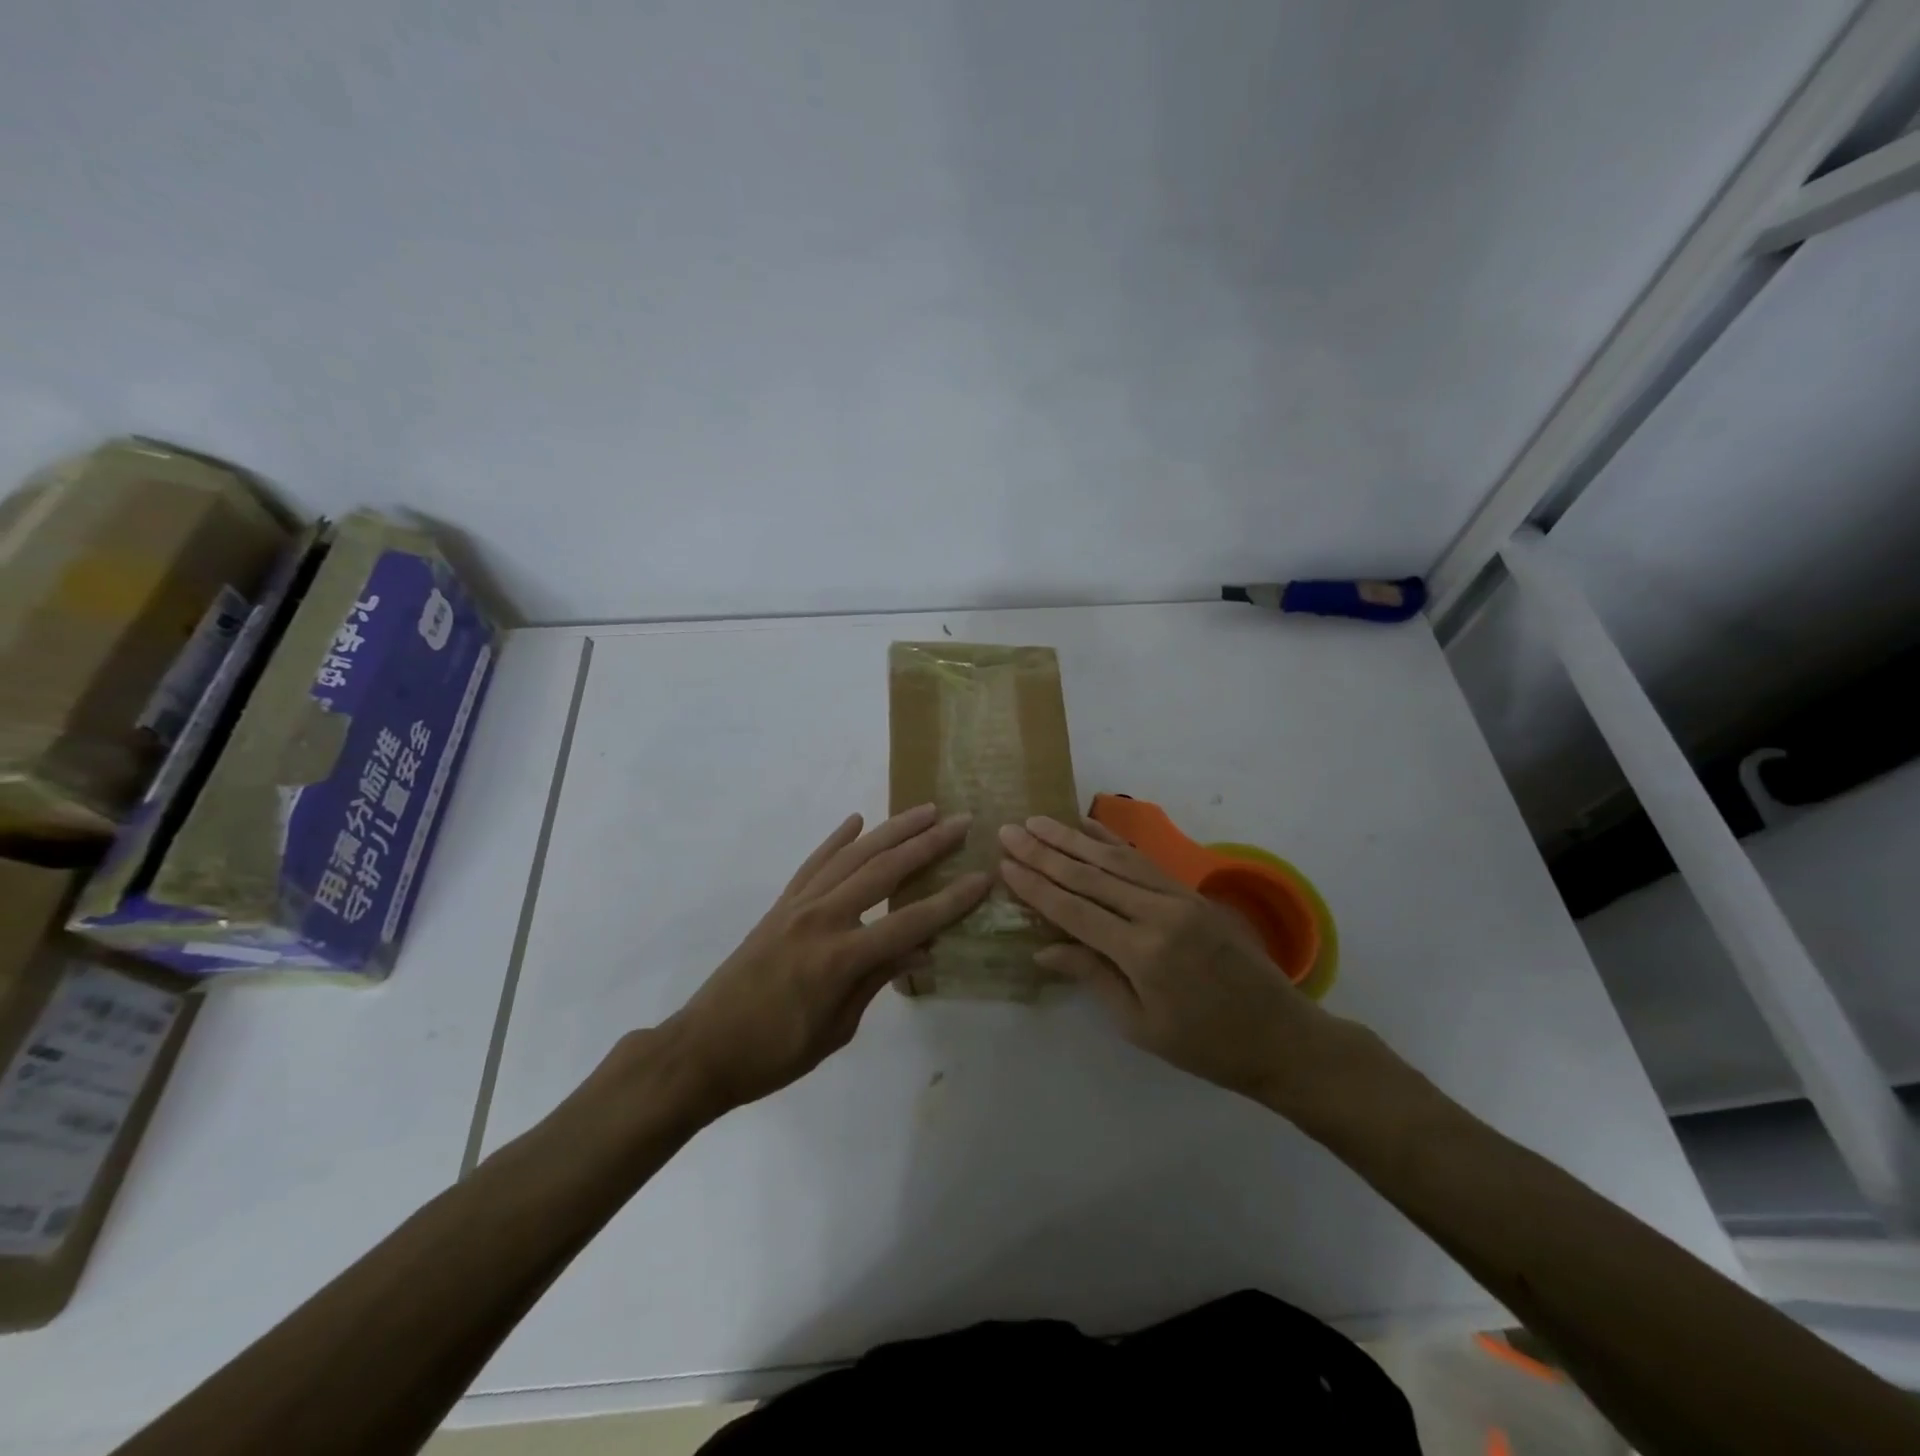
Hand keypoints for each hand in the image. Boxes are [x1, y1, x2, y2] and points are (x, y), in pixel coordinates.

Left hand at [662, 804, 989, 1113]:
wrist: (702, 1049)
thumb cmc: (774, 1054)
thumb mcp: (836, 1030)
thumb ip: (877, 980)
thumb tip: (921, 949)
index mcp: (841, 957)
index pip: (910, 922)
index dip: (951, 901)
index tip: (982, 878)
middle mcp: (822, 918)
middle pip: (885, 871)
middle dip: (928, 845)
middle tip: (960, 823)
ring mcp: (798, 905)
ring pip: (852, 856)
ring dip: (891, 830)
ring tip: (923, 811)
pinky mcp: (780, 905)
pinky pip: (814, 863)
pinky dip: (836, 839)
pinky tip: (855, 821)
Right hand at [998, 815, 1331, 1103]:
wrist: (1280, 1034)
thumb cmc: (1204, 1045)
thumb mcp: (1140, 1025)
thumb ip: (1092, 977)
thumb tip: (1042, 949)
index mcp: (1143, 953)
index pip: (1075, 911)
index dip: (1036, 887)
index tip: (1005, 863)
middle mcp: (1158, 913)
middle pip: (1090, 876)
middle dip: (1045, 852)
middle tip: (1009, 830)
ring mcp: (1178, 897)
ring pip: (1114, 860)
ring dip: (1072, 839)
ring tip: (1038, 821)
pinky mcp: (1190, 892)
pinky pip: (1143, 860)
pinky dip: (1112, 842)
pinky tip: (1089, 827)